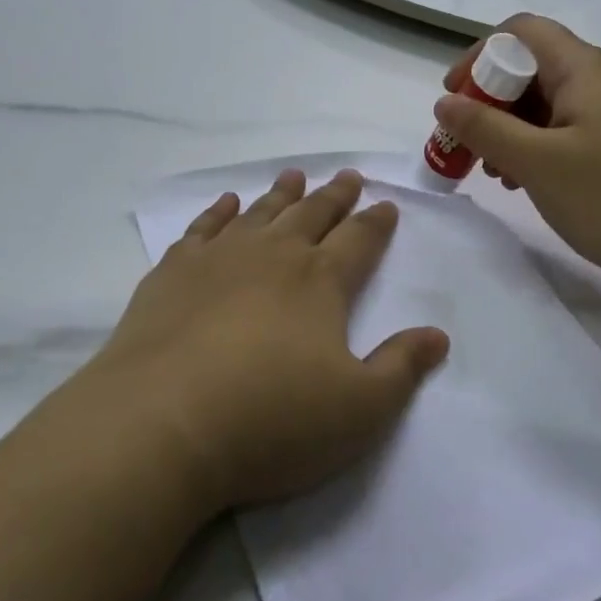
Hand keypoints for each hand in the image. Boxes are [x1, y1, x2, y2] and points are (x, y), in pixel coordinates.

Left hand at [87, 169, 448, 512]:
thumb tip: (438, 335)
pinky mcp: (174, 272)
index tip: (386, 205)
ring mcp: (221, 258)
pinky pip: (204, 228)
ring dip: (282, 194)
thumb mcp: (358, 410)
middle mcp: (275, 255)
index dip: (376, 222)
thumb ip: (401, 368)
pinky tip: (226, 203)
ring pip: (261, 212)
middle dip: (335, 195)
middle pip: (313, 214)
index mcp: (321, 281)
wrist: (162, 424)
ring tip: (294, 176)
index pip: (359, 240)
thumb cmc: (271, 420)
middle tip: (348, 176)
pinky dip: (218, 212)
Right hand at [435, 15, 600, 294]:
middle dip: (493, 100)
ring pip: (553, 100)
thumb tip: (445, 101)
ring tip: (498, 172)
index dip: (480, 55)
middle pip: (535, 66)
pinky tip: (534, 182)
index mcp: (585, 67)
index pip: (521, 31)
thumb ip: (485, 128)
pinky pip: (575, 126)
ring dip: (516, 127)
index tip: (455, 97)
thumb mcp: (538, 164)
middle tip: (471, 144)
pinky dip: (544, 144)